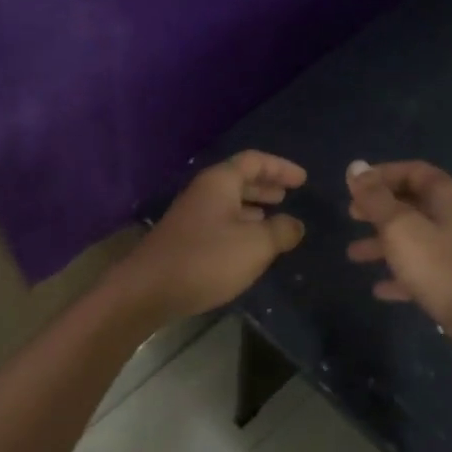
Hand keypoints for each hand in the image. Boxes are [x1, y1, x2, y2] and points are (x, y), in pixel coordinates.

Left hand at [113, 151, 307, 321]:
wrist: (149, 290)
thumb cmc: (207, 260)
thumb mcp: (255, 245)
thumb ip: (281, 231)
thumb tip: (295, 224)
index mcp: (220, 183)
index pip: (254, 161)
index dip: (280, 167)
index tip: (302, 179)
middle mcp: (203, 193)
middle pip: (239, 180)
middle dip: (265, 186)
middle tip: (288, 195)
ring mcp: (191, 217)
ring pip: (229, 204)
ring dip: (253, 208)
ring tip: (274, 220)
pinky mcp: (185, 240)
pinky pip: (220, 223)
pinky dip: (240, 227)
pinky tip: (249, 246)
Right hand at [345, 159, 451, 360]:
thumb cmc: (439, 265)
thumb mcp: (399, 227)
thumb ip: (375, 198)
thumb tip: (355, 166)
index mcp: (447, 195)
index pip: (412, 171)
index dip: (381, 175)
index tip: (354, 187)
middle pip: (412, 203)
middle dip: (378, 209)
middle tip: (351, 216)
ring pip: (414, 237)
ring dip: (382, 243)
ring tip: (353, 255)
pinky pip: (421, 268)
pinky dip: (399, 273)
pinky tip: (379, 288)